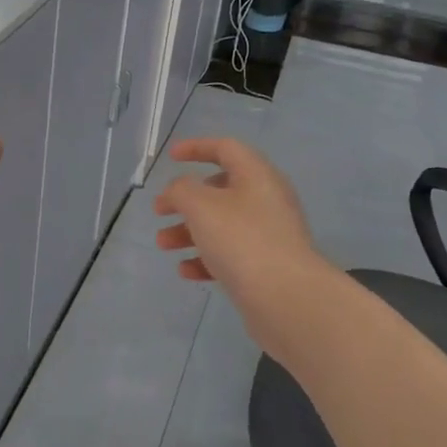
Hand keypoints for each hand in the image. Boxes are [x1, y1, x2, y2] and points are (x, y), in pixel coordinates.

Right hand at [153, 137, 322, 307]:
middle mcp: (266, 200)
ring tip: (163, 244)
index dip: (196, 147)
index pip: (226, 148)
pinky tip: (186, 270)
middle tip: (160, 210)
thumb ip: (181, 190)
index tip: (170, 157)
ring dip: (188, 231)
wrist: (286, 298)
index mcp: (256, 176)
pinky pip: (230, 254)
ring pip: (221, 224)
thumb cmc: (241, 240)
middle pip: (220, 189)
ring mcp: (268, 235)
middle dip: (185, 199)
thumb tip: (179, 191)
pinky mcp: (266, 266)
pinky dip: (205, 258)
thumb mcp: (201, 206)